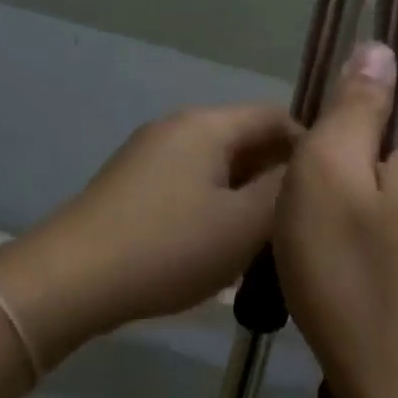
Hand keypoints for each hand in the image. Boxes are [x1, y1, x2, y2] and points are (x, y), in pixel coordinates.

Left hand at [0, 104, 296, 359]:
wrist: (69, 280)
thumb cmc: (168, 247)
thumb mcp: (243, 224)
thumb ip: (286, 191)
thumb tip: (310, 167)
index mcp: (208, 125)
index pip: (276, 116)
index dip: (310, 147)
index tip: (327, 191)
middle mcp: (178, 126)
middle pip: (246, 138)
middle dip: (278, 175)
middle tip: (300, 220)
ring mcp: (149, 154)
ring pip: (219, 164)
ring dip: (248, 193)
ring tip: (266, 238)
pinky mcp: (132, 184)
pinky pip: (192, 182)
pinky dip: (217, 203)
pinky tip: (220, 243)